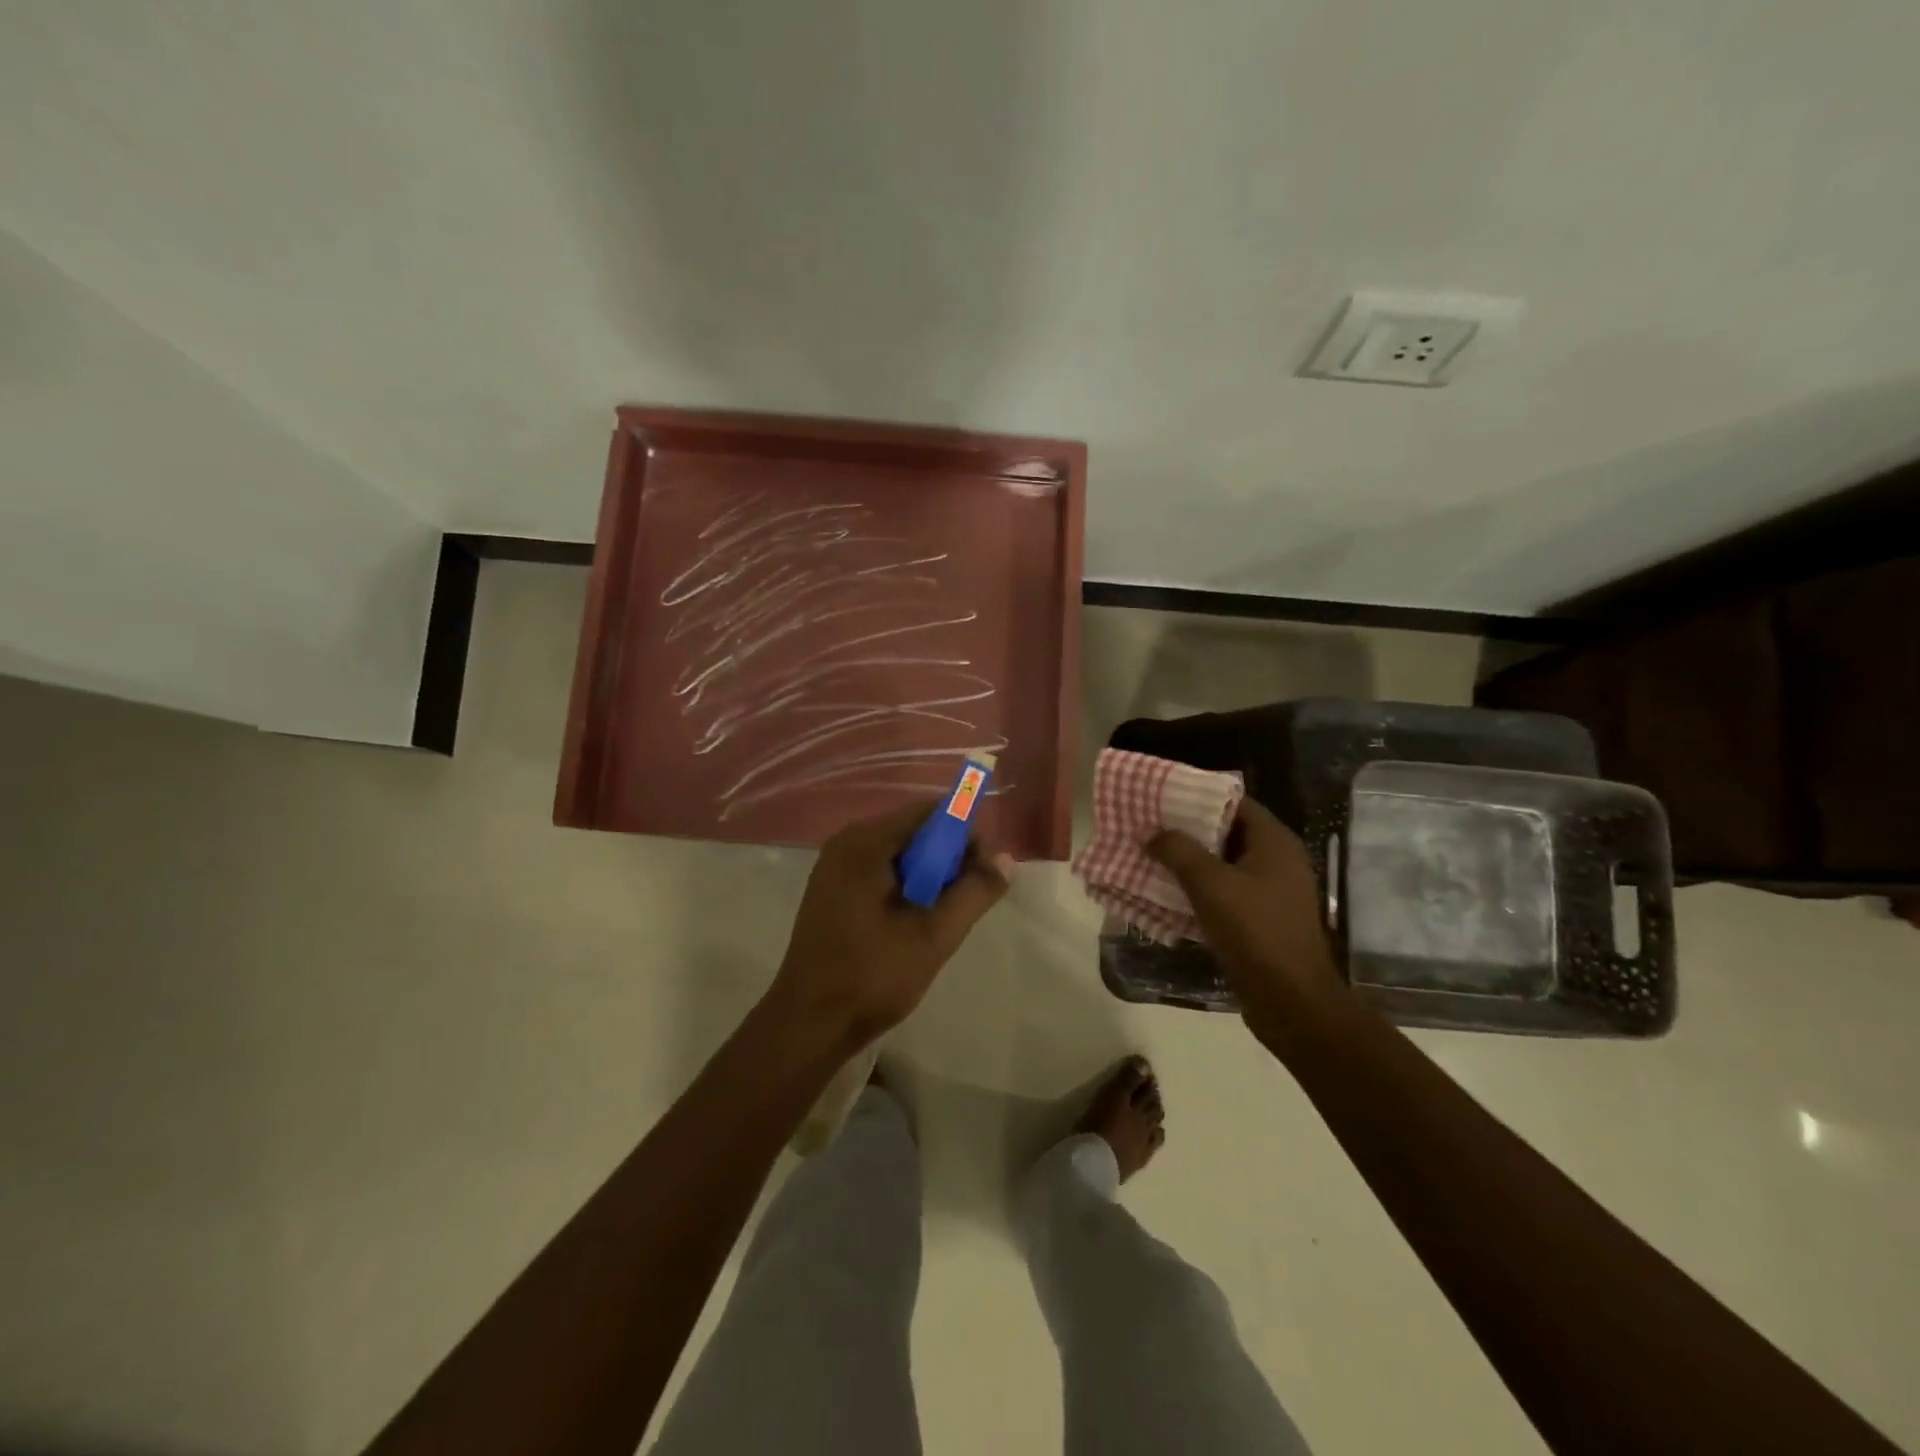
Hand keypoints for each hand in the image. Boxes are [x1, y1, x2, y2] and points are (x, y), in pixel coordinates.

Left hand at [769, 798, 1013, 1052]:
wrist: (809, 1024)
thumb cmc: (871, 976)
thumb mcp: (934, 935)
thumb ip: (974, 892)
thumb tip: (1007, 859)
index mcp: (865, 843)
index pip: (929, 812)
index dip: (965, 833)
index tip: (985, 871)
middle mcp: (846, 843)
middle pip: (914, 830)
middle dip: (948, 857)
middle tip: (969, 899)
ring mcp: (835, 866)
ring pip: (899, 853)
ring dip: (929, 875)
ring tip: (944, 915)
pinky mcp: (833, 890)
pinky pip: (881, 871)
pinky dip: (906, 886)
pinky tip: (915, 921)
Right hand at [1147, 798, 1346, 1047]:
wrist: (1291, 1000)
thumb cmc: (1254, 931)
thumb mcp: (1210, 884)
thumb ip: (1179, 852)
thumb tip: (1153, 833)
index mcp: (1275, 842)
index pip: (1235, 802)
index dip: (1199, 797)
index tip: (1163, 798)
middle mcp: (1278, 861)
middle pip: (1228, 833)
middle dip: (1189, 831)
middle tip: (1150, 827)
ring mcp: (1272, 892)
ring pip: (1225, 866)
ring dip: (1191, 863)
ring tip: (1151, 857)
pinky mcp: (1262, 920)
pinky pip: (1226, 894)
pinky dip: (1200, 891)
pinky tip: (1168, 894)